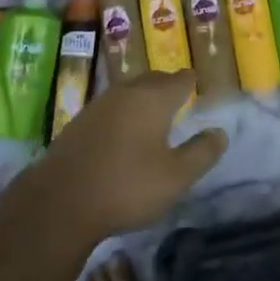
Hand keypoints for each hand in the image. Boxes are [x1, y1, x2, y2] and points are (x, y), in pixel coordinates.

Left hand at [25, 71, 226, 241]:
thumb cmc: (126, 186)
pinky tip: (122, 136)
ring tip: (152, 119)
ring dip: (143, 100)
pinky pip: (110, 108)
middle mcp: (127, 91)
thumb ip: (202, 153)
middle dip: (168, 87)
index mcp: (154, 98)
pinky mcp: (79, 121)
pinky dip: (122, 114)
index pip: (181, 78)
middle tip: (179, 103)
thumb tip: (219, 132)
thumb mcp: (175, 177)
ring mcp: (99, 104)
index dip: (192, 83)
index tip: (199, 92)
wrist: (59, 202)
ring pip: (129, 91)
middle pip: (154, 80)